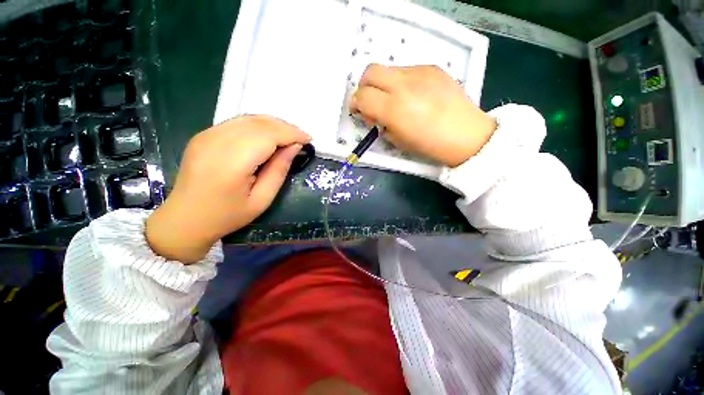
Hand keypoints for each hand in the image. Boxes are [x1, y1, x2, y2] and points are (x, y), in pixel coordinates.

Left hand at [146, 116, 309, 262]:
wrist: (184, 219)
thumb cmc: (227, 215)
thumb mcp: (262, 200)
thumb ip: (279, 170)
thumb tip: (294, 147)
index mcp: (231, 163)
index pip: (267, 135)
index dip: (291, 133)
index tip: (308, 140)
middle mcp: (216, 141)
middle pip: (259, 122)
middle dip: (285, 127)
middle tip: (301, 138)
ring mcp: (207, 135)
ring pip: (248, 118)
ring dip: (273, 125)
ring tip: (288, 137)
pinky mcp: (204, 134)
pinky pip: (238, 122)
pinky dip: (258, 126)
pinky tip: (268, 137)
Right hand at [350, 64, 496, 166]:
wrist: (466, 135)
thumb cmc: (429, 145)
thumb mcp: (397, 141)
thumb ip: (380, 124)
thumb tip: (372, 113)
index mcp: (394, 109)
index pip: (362, 96)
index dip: (356, 104)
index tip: (359, 111)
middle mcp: (403, 85)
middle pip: (370, 72)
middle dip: (364, 86)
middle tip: (371, 101)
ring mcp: (420, 72)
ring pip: (388, 69)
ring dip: (383, 84)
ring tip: (395, 100)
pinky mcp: (432, 68)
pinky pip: (407, 70)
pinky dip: (401, 82)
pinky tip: (412, 95)